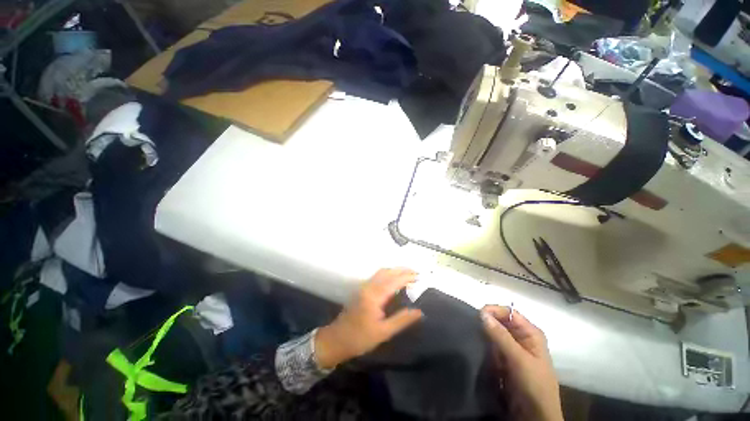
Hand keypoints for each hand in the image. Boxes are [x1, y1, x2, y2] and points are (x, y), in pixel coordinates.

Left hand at [315, 268, 423, 369]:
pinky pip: (377, 276)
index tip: (419, 277)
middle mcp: (369, 287)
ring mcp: (364, 287)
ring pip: (381, 272)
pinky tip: (393, 280)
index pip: (394, 281)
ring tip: (407, 275)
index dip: (407, 277)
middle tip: (415, 274)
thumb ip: (402, 320)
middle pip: (387, 272)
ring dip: (394, 271)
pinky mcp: (362, 290)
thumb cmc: (360, 338)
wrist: (336, 339)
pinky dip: (388, 274)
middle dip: (402, 270)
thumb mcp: (383, 332)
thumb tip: (419, 311)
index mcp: (374, 295)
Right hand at [481, 305, 563, 420]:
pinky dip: (484, 344)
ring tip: (471, 334)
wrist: (535, 416)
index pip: (509, 312)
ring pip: (494, 333)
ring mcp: (512, 349)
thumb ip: (501, 336)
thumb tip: (482, 313)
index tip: (476, 315)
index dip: (493, 311)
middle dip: (487, 322)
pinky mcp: (504, 359)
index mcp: (530, 333)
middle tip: (471, 325)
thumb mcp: (519, 359)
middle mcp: (521, 337)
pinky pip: (491, 345)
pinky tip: (476, 346)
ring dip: (484, 334)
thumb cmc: (534, 385)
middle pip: (500, 321)